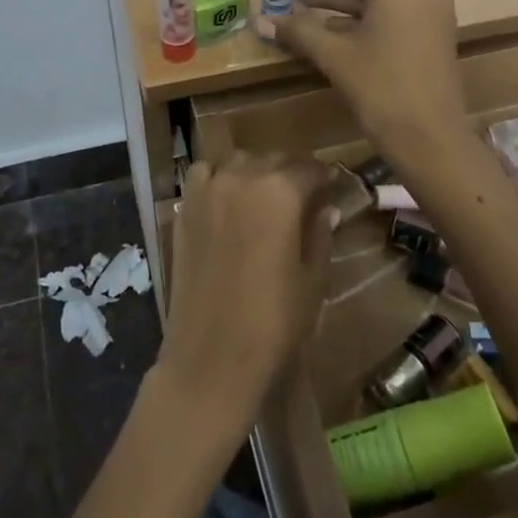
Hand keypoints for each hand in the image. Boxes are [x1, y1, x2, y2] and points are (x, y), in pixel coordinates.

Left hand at [157, 153, 335, 435]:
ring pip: (238, 161)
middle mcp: (242, 178)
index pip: (310, 168)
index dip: (325, 177)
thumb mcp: (312, 280)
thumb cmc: (273, 323)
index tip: (333, 186)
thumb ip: (320, 235)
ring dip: (255, 171)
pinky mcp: (184, 209)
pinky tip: (227, 201)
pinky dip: (217, 178)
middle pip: (273, 159)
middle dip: (292, 172)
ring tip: (264, 195)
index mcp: (281, 192)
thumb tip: (325, 208)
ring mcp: (207, 190)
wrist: (211, 357)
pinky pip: (203, 175)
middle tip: (304, 194)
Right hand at [276, 0, 466, 161]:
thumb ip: (299, 30)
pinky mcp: (432, 30)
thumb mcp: (334, 55)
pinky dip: (362, 12)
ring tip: (302, 6)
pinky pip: (392, 8)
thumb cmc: (381, 88)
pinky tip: (329, 25)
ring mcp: (430, 8)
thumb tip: (263, 21)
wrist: (431, 138)